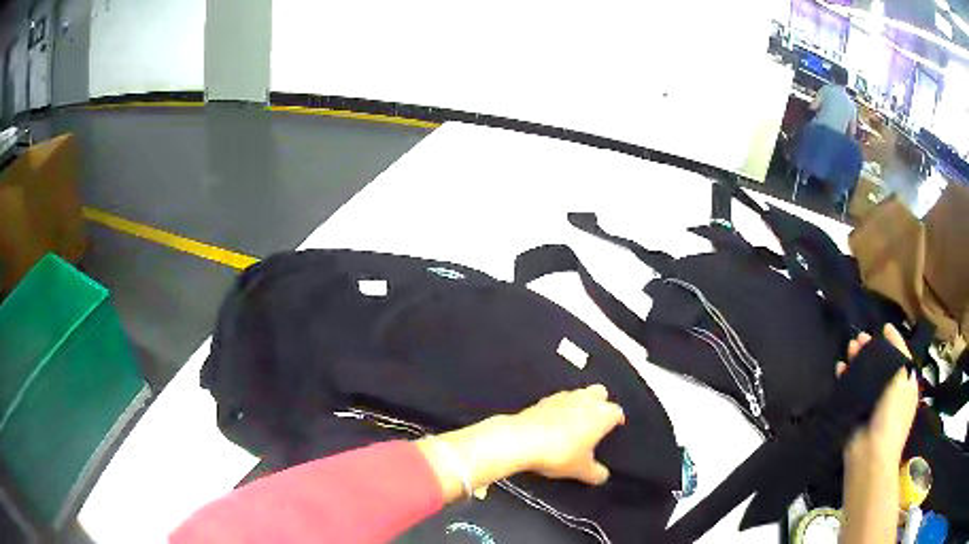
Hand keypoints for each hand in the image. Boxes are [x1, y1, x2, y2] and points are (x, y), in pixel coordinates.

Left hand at [510, 384, 625, 484]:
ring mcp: (564, 396)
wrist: (521, 439)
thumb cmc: (560, 453)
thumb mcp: (580, 470)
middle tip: (596, 422)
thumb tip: (603, 476)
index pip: (617, 412)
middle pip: (600, 393)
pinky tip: (555, 422)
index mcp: (603, 413)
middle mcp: (586, 399)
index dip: (617, 421)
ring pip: (579, 394)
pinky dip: (560, 408)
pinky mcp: (543, 399)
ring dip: (580, 404)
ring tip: (575, 423)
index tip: (615, 430)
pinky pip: (559, 400)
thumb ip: (595, 473)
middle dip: (601, 403)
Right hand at [838, 324, 919, 465]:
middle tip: (860, 337)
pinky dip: (845, 379)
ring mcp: (871, 406)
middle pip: (881, 366)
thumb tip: (888, 333)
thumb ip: (897, 354)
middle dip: (871, 350)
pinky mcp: (854, 415)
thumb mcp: (903, 379)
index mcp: (905, 386)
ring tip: (849, 347)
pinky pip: (850, 392)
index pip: (900, 358)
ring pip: (864, 377)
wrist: (870, 456)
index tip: (883, 328)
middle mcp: (890, 395)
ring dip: (857, 361)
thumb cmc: (893, 415)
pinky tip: (840, 368)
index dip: (893, 343)